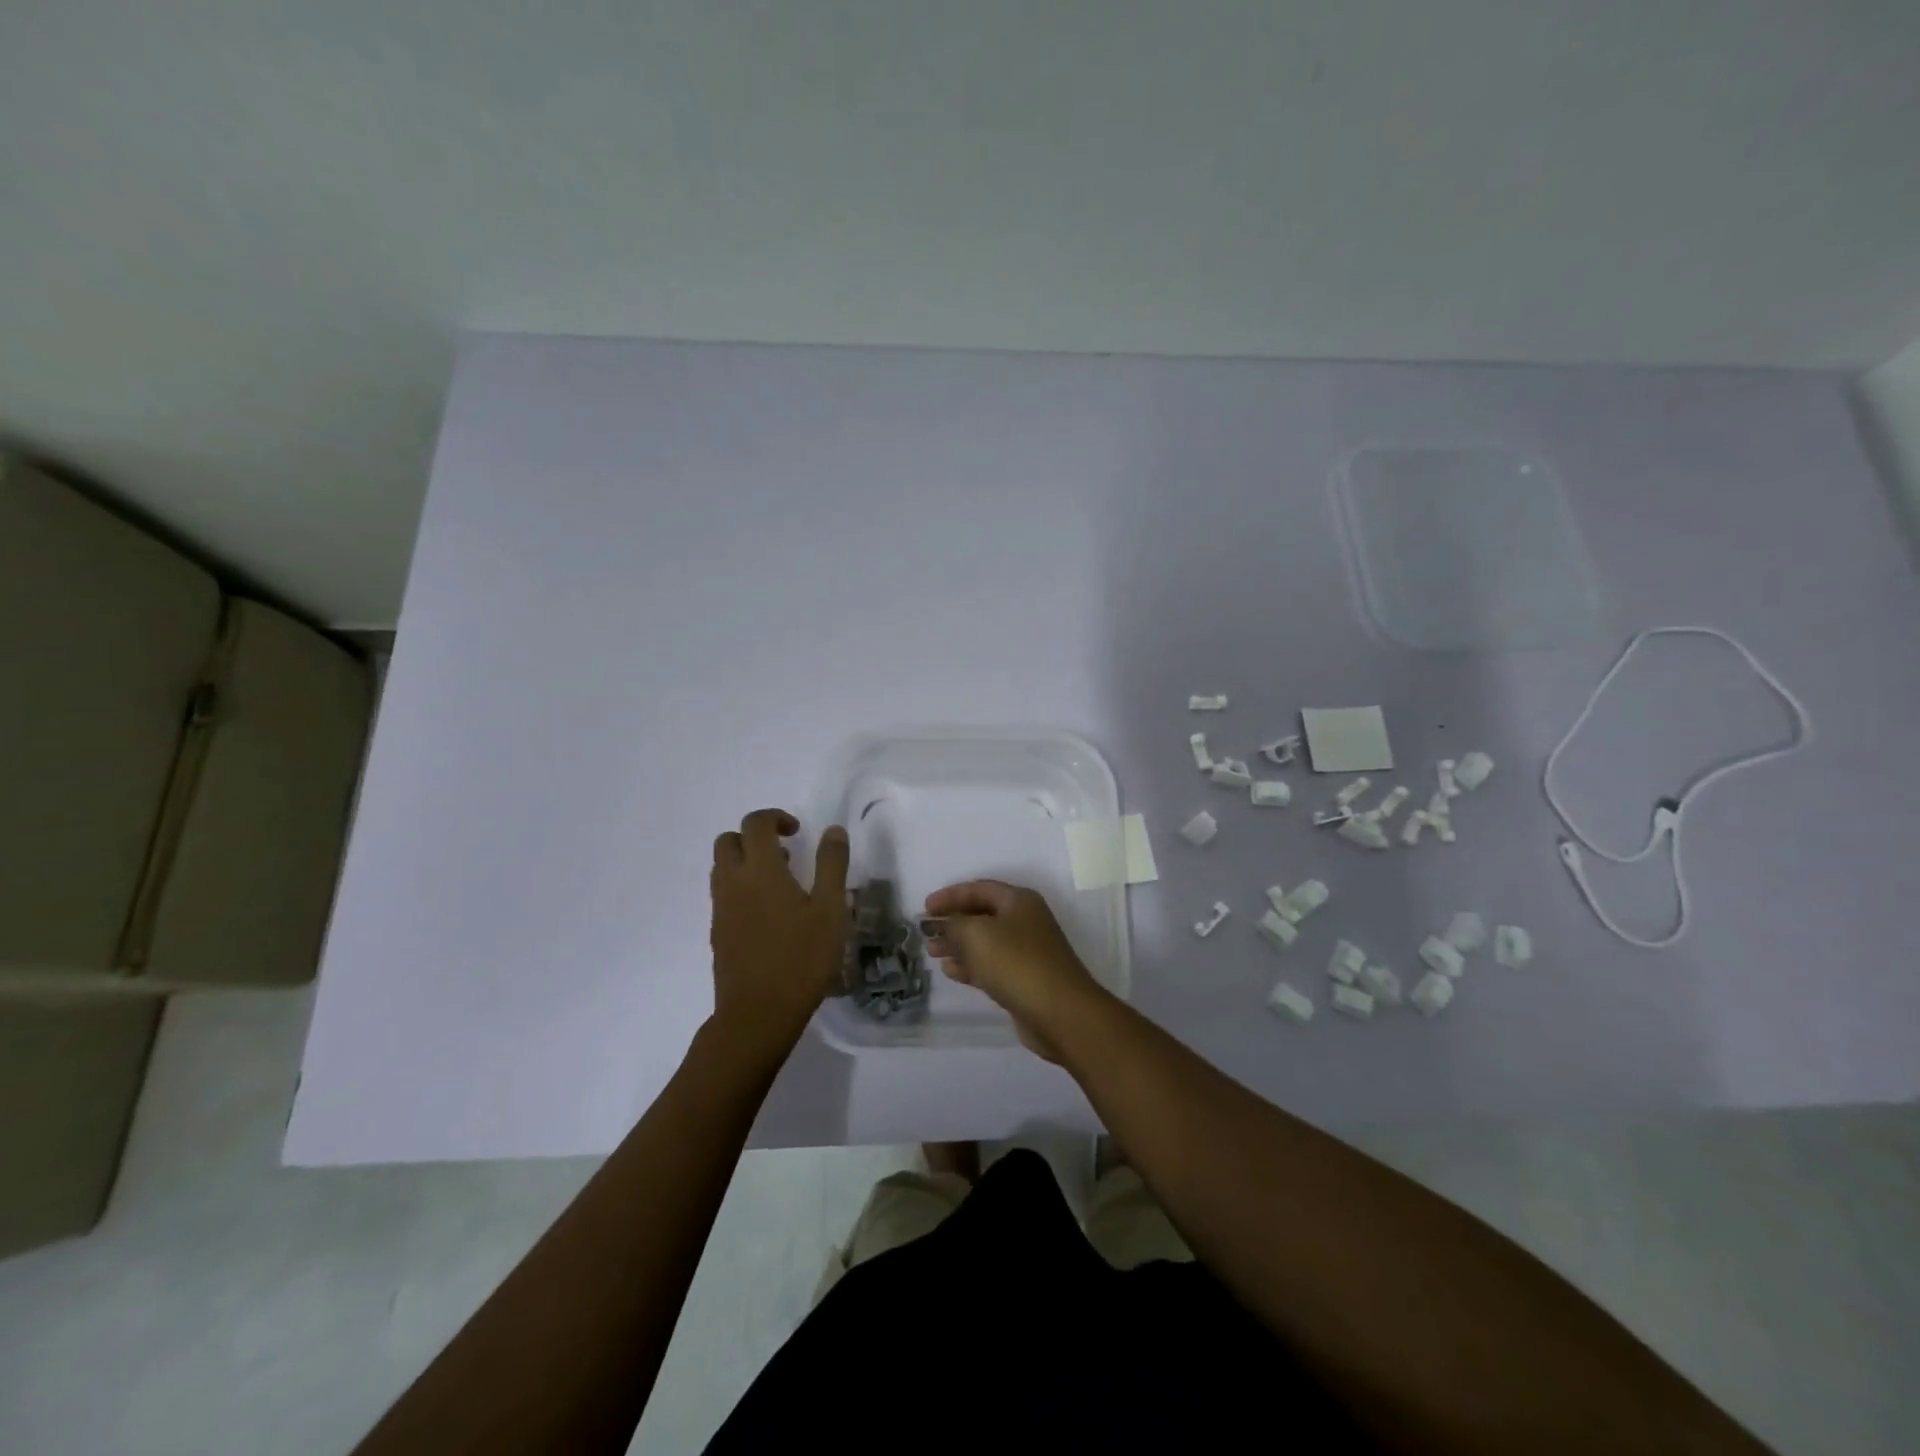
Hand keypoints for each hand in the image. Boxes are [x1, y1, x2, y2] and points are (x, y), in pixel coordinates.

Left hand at [709, 810, 849, 1064]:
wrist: (758, 1014)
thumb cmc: (801, 958)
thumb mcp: (830, 910)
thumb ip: (832, 865)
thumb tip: (833, 831)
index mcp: (761, 870)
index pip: (755, 823)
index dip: (775, 817)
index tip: (797, 831)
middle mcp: (733, 882)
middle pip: (728, 840)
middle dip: (753, 836)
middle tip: (785, 852)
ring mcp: (721, 909)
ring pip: (722, 867)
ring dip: (745, 861)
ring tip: (780, 882)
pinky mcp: (717, 932)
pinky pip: (723, 894)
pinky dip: (741, 887)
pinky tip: (769, 914)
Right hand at [924, 880, 1107, 1061]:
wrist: (1059, 1012)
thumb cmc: (1016, 963)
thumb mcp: (976, 935)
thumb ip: (953, 925)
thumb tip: (940, 925)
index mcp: (1018, 901)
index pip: (979, 889)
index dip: (950, 896)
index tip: (925, 908)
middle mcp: (1024, 921)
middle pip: (982, 915)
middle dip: (952, 922)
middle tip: (927, 933)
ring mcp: (1026, 952)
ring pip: (985, 942)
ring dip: (958, 945)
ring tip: (933, 952)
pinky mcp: (1023, 980)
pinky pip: (991, 965)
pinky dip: (970, 965)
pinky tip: (951, 971)